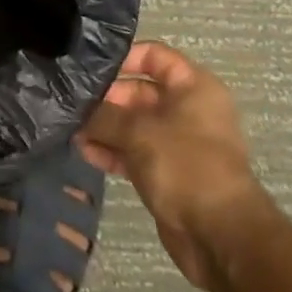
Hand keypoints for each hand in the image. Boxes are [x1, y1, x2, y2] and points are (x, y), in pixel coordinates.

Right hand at [81, 41, 273, 291]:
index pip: (154, 56)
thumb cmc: (185, 166)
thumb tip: (77, 108)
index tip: (89, 68)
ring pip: (134, 125)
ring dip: (105, 127)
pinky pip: (135, 152)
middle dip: (106, 98)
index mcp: (194, 88)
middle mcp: (188, 111)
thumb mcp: (138, 132)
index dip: (122, 57)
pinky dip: (113, 150)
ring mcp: (178, 144)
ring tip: (71, 128)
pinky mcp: (168, 173)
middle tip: (72, 103)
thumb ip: (104, 115)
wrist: (220, 236)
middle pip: (139, 92)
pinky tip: (85, 151)